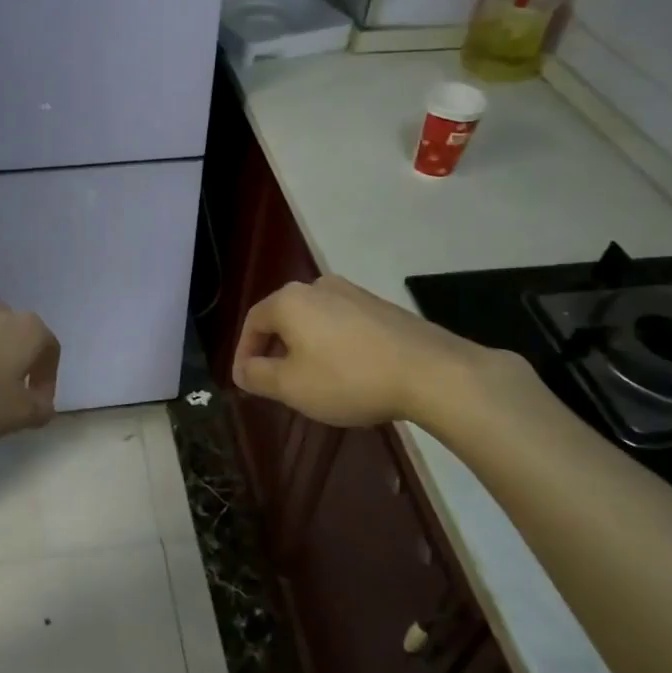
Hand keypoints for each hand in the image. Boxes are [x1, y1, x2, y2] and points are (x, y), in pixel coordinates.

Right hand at [232, 276, 520, 428]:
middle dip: (275, 350)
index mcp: (290, 300)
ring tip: (312, 380)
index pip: (253, 322)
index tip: (246, 381)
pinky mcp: (381, 307)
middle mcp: (318, 286)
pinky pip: (342, 324)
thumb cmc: (348, 378)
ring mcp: (354, 293)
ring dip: (305, 347)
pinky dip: (333, 345)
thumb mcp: (291, 386)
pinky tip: (347, 372)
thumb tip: (242, 370)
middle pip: (284, 317)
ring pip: (314, 320)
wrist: (430, 372)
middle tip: (276, 382)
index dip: (244, 353)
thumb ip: (258, 376)